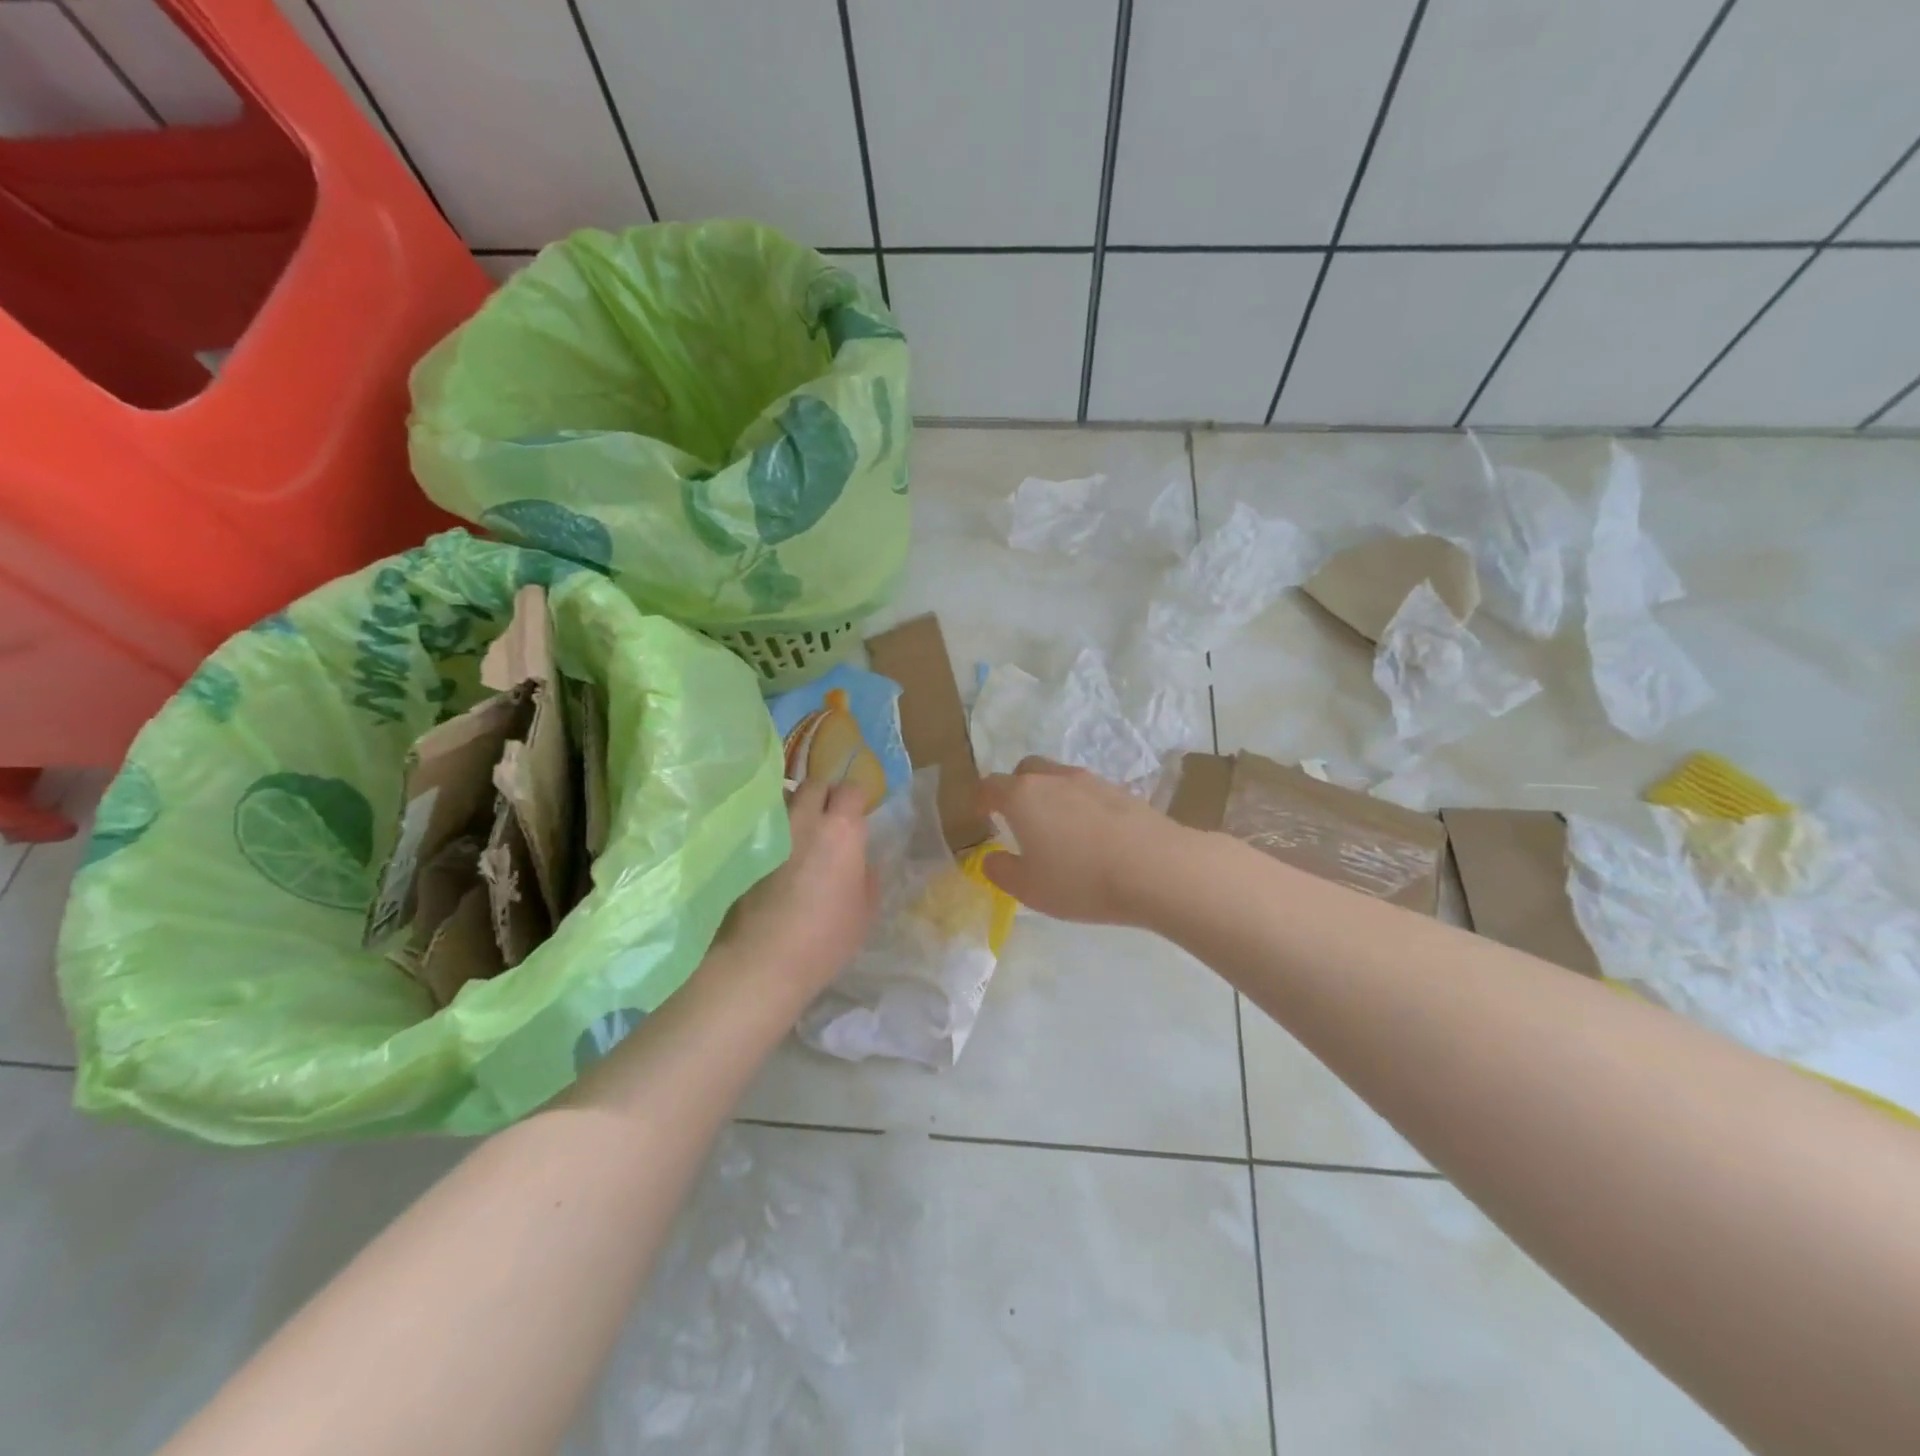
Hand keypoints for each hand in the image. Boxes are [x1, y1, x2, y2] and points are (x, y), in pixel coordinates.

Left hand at [715, 779, 878, 998]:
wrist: (763, 960)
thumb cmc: (826, 938)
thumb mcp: (865, 912)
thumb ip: (867, 877)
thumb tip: (862, 861)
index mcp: (842, 830)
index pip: (850, 789)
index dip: (855, 798)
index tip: (857, 813)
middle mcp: (805, 820)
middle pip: (813, 785)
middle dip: (823, 794)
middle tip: (828, 817)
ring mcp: (771, 833)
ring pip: (784, 800)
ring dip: (795, 807)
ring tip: (799, 831)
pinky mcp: (744, 850)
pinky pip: (764, 826)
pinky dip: (772, 830)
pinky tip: (775, 852)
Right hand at [975, 758, 1186, 925]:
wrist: (1156, 868)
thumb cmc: (1081, 880)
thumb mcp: (1029, 888)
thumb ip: (1001, 871)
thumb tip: (990, 858)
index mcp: (1022, 796)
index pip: (990, 786)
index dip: (981, 800)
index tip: (982, 816)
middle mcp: (1053, 778)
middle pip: (1025, 769)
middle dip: (1015, 788)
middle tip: (1018, 817)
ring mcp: (1090, 781)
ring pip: (1058, 777)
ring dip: (1049, 795)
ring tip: (1056, 828)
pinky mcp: (1120, 790)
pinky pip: (1087, 791)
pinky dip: (1079, 804)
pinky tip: (1090, 834)